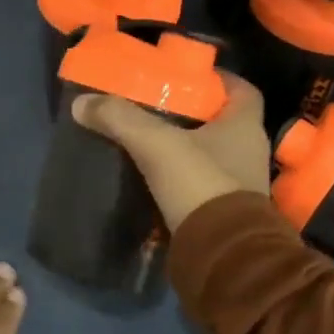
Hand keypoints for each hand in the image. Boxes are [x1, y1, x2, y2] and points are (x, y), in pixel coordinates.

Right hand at [73, 72, 270, 233]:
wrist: (222, 256)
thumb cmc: (200, 184)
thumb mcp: (156, 144)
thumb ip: (121, 119)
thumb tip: (82, 102)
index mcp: (245, 126)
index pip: (241, 89)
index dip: (217, 79)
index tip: (186, 77)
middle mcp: (250, 152)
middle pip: (222, 122)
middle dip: (192, 114)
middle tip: (156, 107)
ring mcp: (241, 186)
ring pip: (211, 154)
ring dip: (186, 148)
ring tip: (149, 141)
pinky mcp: (226, 213)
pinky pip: (203, 185)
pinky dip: (182, 178)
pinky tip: (154, 177)